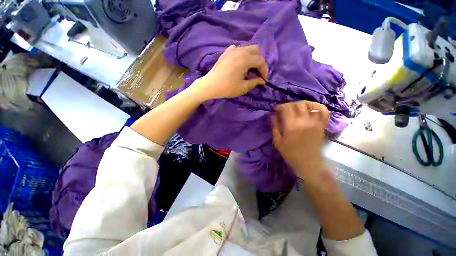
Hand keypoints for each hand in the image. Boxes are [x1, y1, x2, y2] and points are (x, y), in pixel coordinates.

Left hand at [194, 45, 267, 99]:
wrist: (210, 85)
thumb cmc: (227, 87)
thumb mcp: (243, 87)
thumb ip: (255, 82)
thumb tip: (262, 80)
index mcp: (245, 59)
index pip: (260, 60)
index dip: (264, 70)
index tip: (263, 78)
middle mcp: (240, 51)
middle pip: (256, 50)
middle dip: (259, 61)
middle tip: (257, 72)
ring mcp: (232, 50)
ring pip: (247, 48)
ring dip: (251, 57)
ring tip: (249, 69)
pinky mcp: (226, 53)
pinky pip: (238, 49)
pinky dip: (242, 55)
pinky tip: (240, 63)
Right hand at [272, 101, 329, 178]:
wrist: (308, 163)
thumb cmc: (290, 153)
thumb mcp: (277, 141)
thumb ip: (275, 127)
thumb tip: (272, 115)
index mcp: (291, 126)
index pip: (287, 108)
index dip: (280, 106)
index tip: (276, 109)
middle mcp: (304, 121)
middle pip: (298, 104)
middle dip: (289, 104)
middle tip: (285, 109)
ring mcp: (315, 122)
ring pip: (310, 105)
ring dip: (301, 103)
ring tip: (296, 107)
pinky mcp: (321, 125)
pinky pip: (323, 111)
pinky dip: (318, 107)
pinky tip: (311, 108)